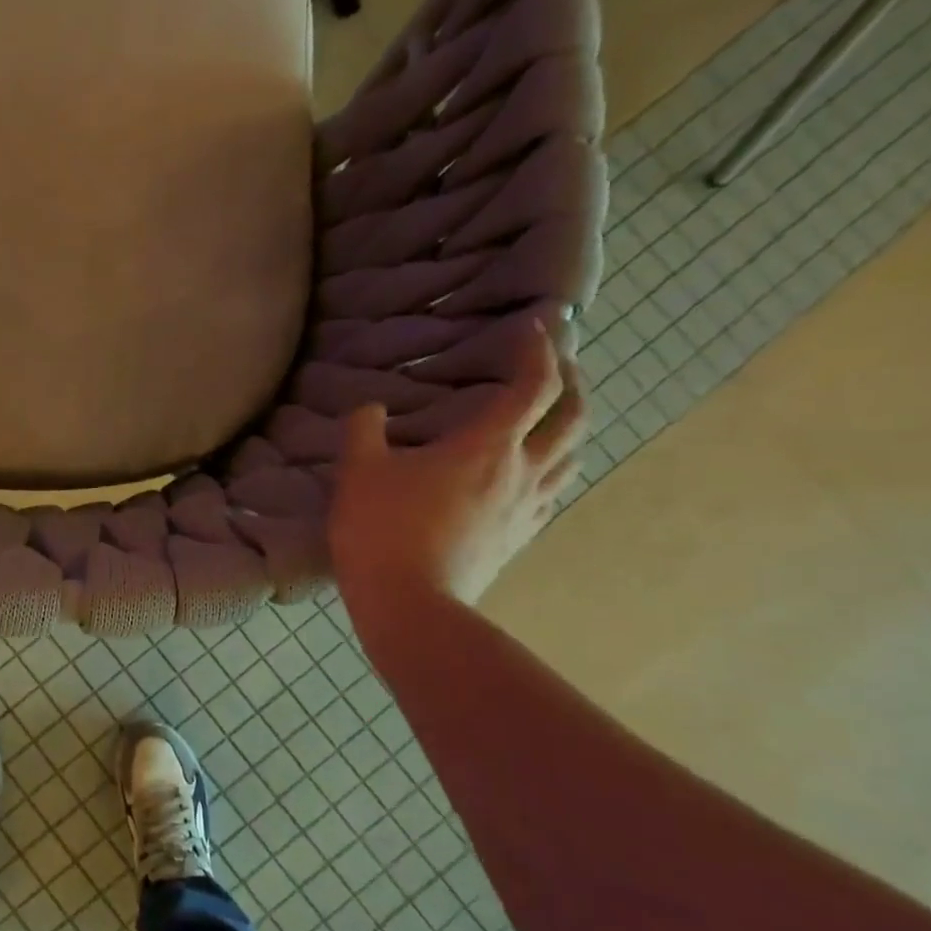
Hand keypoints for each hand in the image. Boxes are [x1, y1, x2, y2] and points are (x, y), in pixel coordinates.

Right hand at [328, 321, 584, 619]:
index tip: (535, 327)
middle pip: (572, 416)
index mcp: (486, 446)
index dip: (540, 350)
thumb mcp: (358, 471)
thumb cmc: (382, 529)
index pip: (533, 385)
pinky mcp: (521, 536)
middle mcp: (521, 470)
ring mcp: (527, 507)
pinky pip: (553, 489)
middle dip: (571, 380)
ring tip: (553, 412)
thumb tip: (372, 409)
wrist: (410, 603)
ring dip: (570, 423)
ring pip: (572, 454)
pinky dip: (553, 464)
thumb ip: (364, 429)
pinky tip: (532, 470)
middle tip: (557, 361)